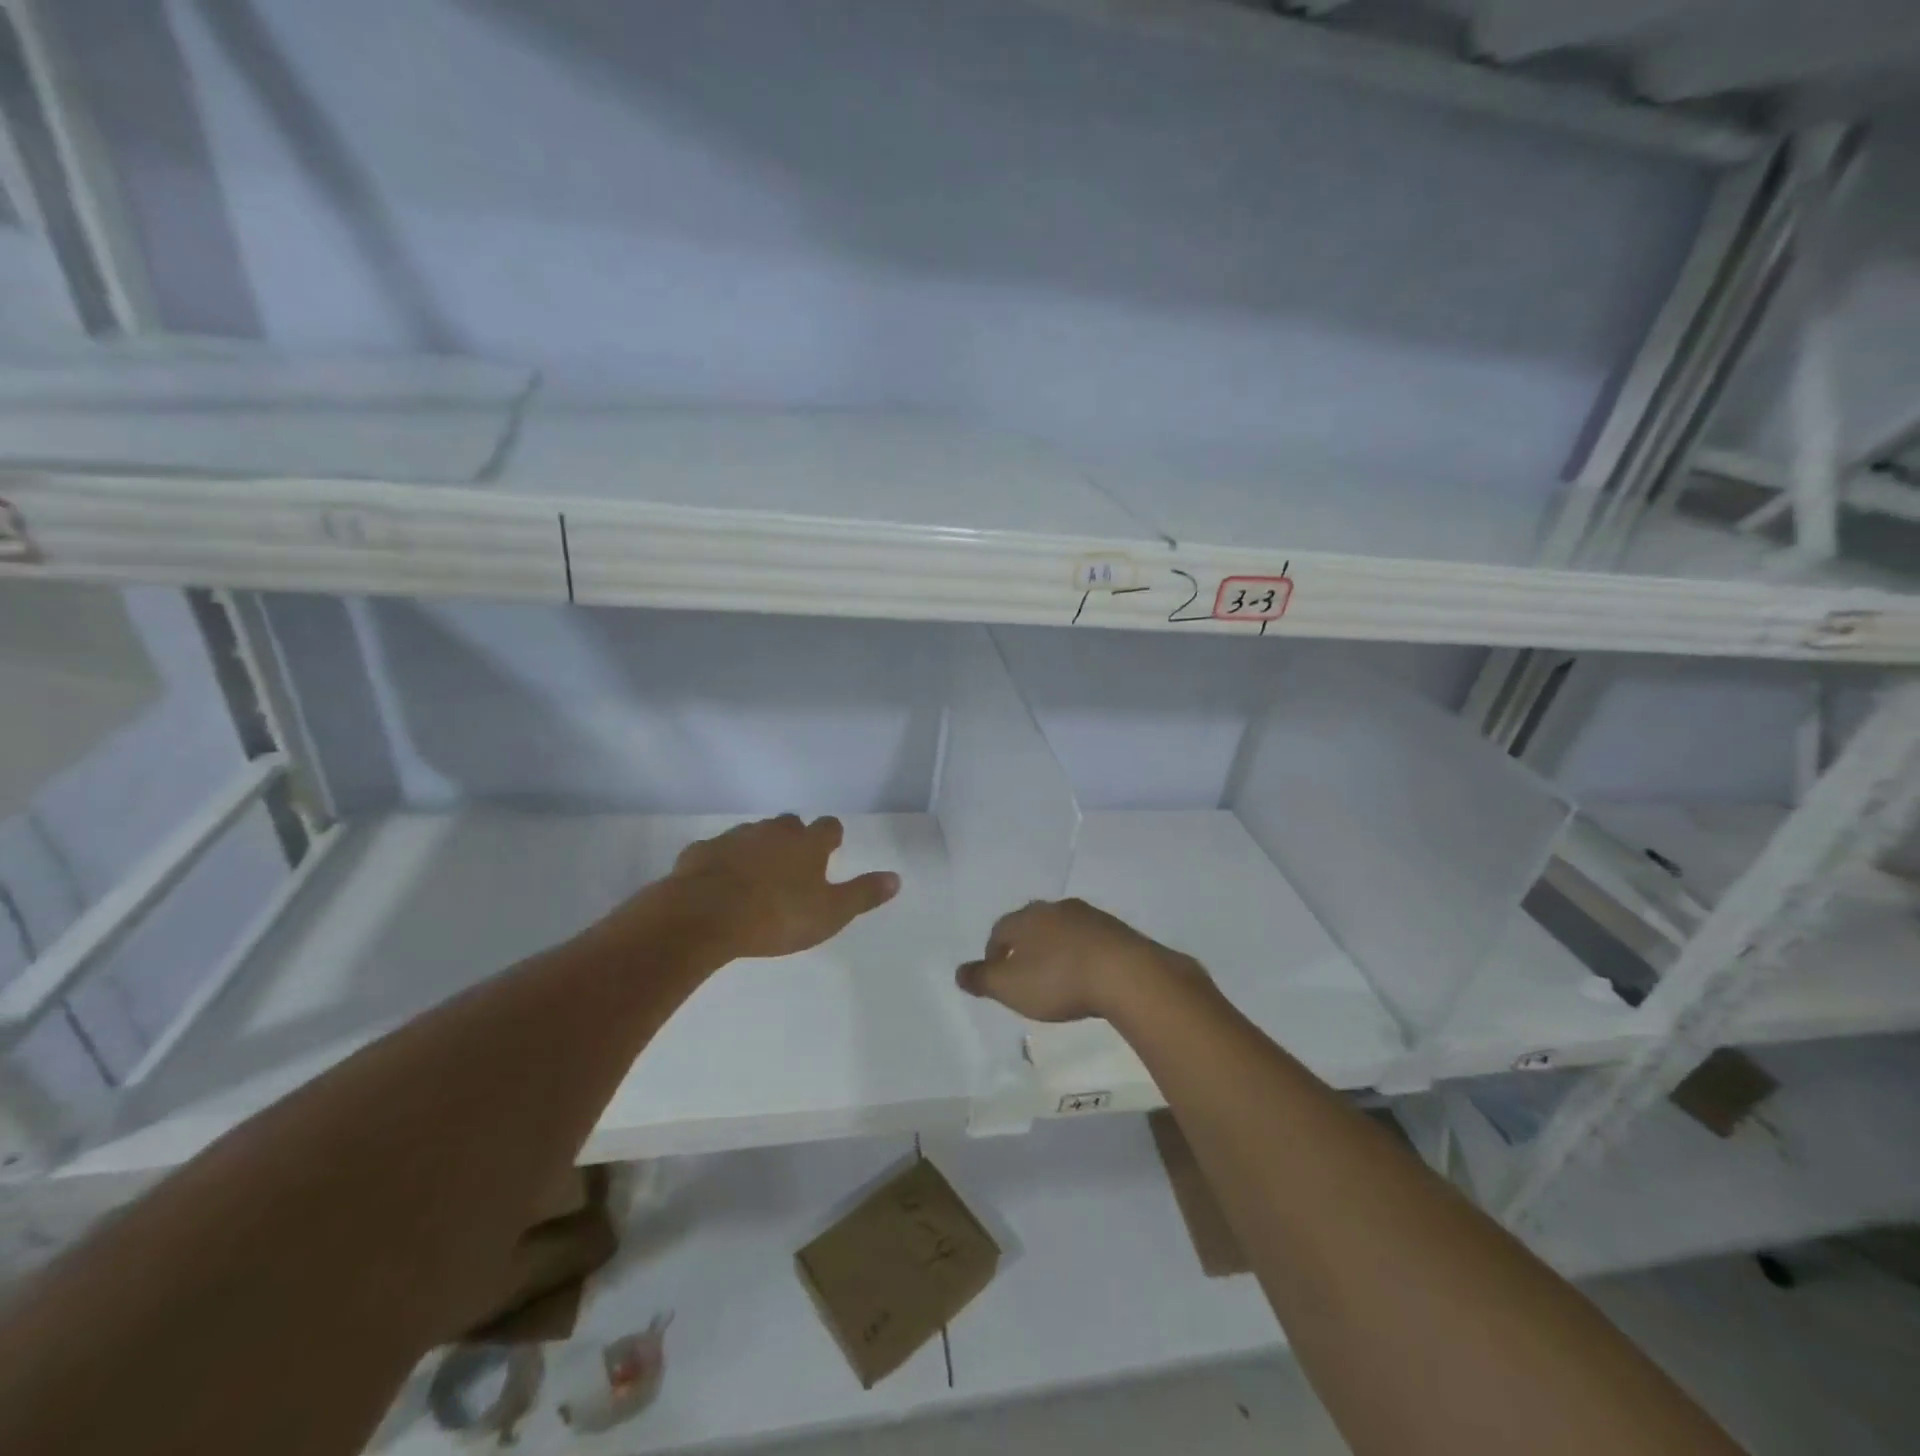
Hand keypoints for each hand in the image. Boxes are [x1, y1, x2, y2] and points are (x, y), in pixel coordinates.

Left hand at [664, 815, 899, 960]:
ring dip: (758, 847)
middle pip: (789, 824)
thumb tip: (896, 878)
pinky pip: (716, 851)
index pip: (828, 827)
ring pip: (752, 834)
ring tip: (756, 873)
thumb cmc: (777, 916)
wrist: (705, 916)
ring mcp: (735, 838)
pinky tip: (719, 881)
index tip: (831, 846)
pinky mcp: (701, 852)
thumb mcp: (830, 913)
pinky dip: (722, 862)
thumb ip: (863, 894)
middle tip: (794, 861)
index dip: (831, 836)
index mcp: (807, 845)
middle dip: (793, 837)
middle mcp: (773, 832)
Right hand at [955, 898, 1204, 1022]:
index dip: (994, 952)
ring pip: (1063, 930)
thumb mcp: (1010, 987)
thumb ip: (982, 979)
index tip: (996, 975)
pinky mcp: (1118, 931)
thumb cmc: (1058, 980)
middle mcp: (1056, 909)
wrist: (1126, 974)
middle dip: (1025, 946)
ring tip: (1057, 976)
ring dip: (1056, 949)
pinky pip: (1090, 940)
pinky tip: (1087, 975)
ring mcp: (1090, 916)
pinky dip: (1082, 955)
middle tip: (1025, 973)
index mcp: (1027, 918)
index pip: (1000, 929)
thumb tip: (959, 971)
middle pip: (1032, 925)